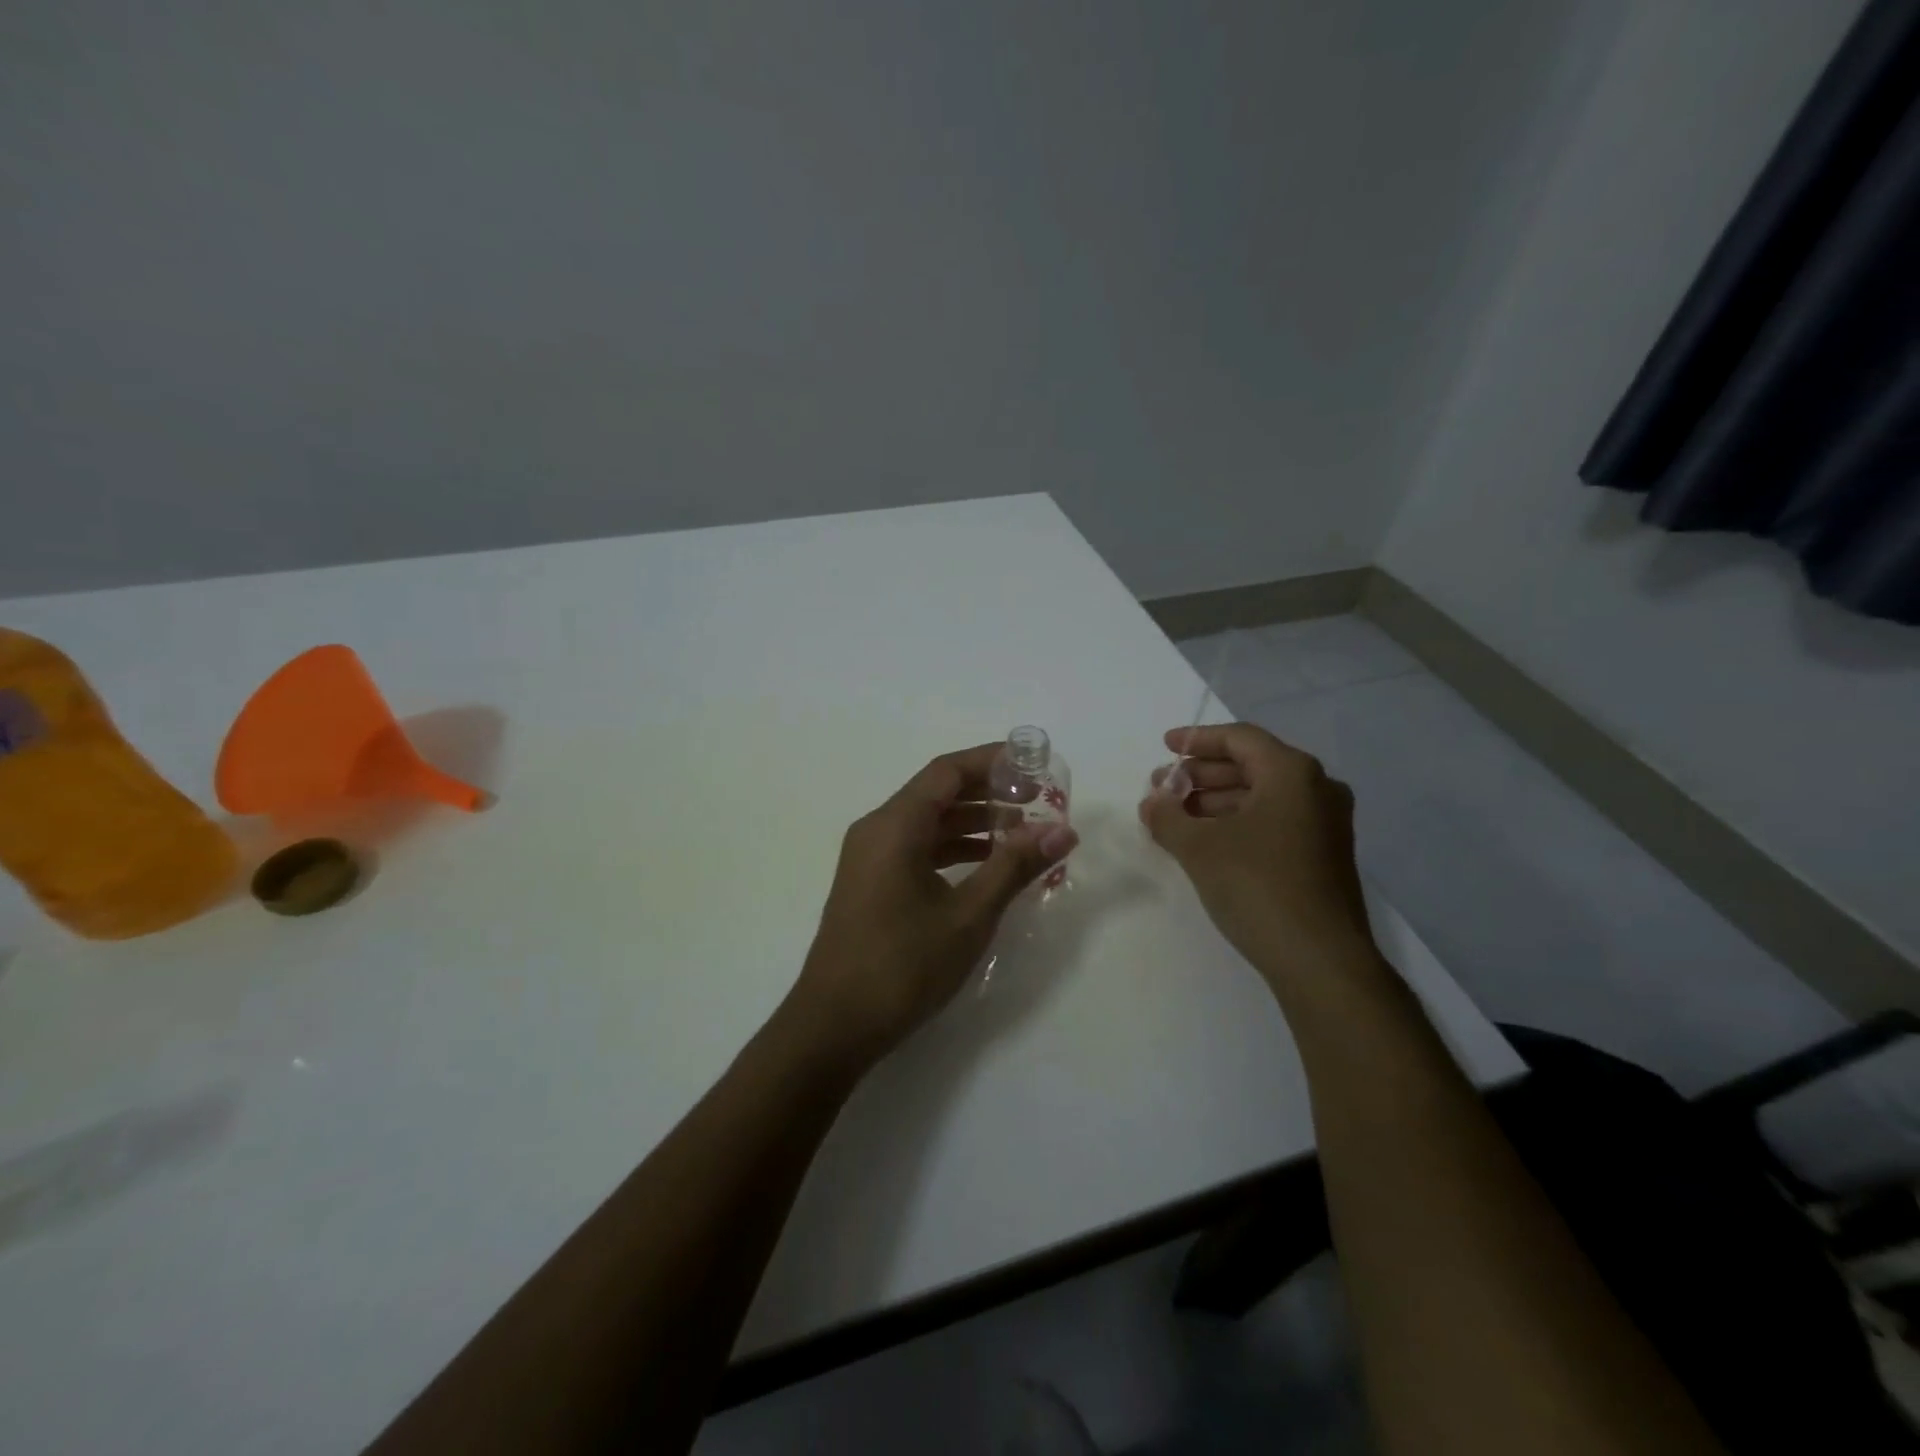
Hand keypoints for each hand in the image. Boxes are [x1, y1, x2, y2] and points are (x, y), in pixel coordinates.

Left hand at [787, 744, 1076, 1067]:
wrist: (834, 1025)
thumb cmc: (903, 965)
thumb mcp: (969, 915)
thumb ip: (1014, 867)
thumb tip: (1062, 830)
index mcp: (895, 825)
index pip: (947, 772)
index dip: (991, 761)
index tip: (1033, 763)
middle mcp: (877, 829)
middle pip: (937, 793)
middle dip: (987, 792)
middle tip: (1036, 800)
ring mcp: (869, 857)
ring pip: (927, 822)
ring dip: (972, 822)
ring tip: (1021, 833)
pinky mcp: (870, 882)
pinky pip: (915, 847)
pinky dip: (951, 849)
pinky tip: (985, 865)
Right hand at [1139, 723, 1374, 991]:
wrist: (1320, 960)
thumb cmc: (1257, 886)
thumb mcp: (1199, 847)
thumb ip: (1167, 816)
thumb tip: (1151, 802)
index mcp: (1293, 773)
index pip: (1239, 738)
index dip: (1197, 739)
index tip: (1165, 748)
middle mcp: (1317, 790)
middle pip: (1251, 765)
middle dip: (1202, 775)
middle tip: (1164, 788)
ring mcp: (1325, 825)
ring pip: (1262, 796)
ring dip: (1216, 801)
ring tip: (1176, 818)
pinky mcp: (1323, 857)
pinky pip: (1274, 822)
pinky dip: (1238, 823)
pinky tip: (1207, 842)